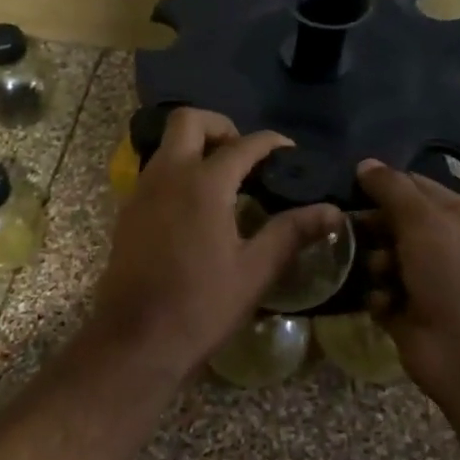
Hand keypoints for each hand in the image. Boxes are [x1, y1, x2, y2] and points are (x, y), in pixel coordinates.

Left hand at [90, 109, 339, 375]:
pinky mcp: (128, 211)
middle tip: (244, 154)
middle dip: (220, 126)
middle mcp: (167, 175)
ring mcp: (141, 191)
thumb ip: (291, 233)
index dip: (271, 142)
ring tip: (225, 179)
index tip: (289, 151)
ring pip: (167, 145)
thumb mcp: (254, 271)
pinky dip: (177, 171)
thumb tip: (332, 211)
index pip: (243, 145)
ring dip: (195, 147)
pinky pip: (154, 172)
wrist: (135, 338)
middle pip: (188, 121)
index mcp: (203, 184)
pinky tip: (196, 206)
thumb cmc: (200, 305)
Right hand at [355, 160, 459, 398]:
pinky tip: (381, 301)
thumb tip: (365, 164)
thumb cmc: (456, 273)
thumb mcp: (425, 219)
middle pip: (398, 224)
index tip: (352, 186)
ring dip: (374, 262)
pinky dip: (378, 296)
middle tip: (347, 226)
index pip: (419, 189)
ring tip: (378, 272)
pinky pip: (382, 295)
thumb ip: (392, 189)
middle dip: (374, 226)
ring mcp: (431, 284)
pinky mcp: (411, 315)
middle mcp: (450, 250)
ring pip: (385, 260)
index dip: (387, 185)